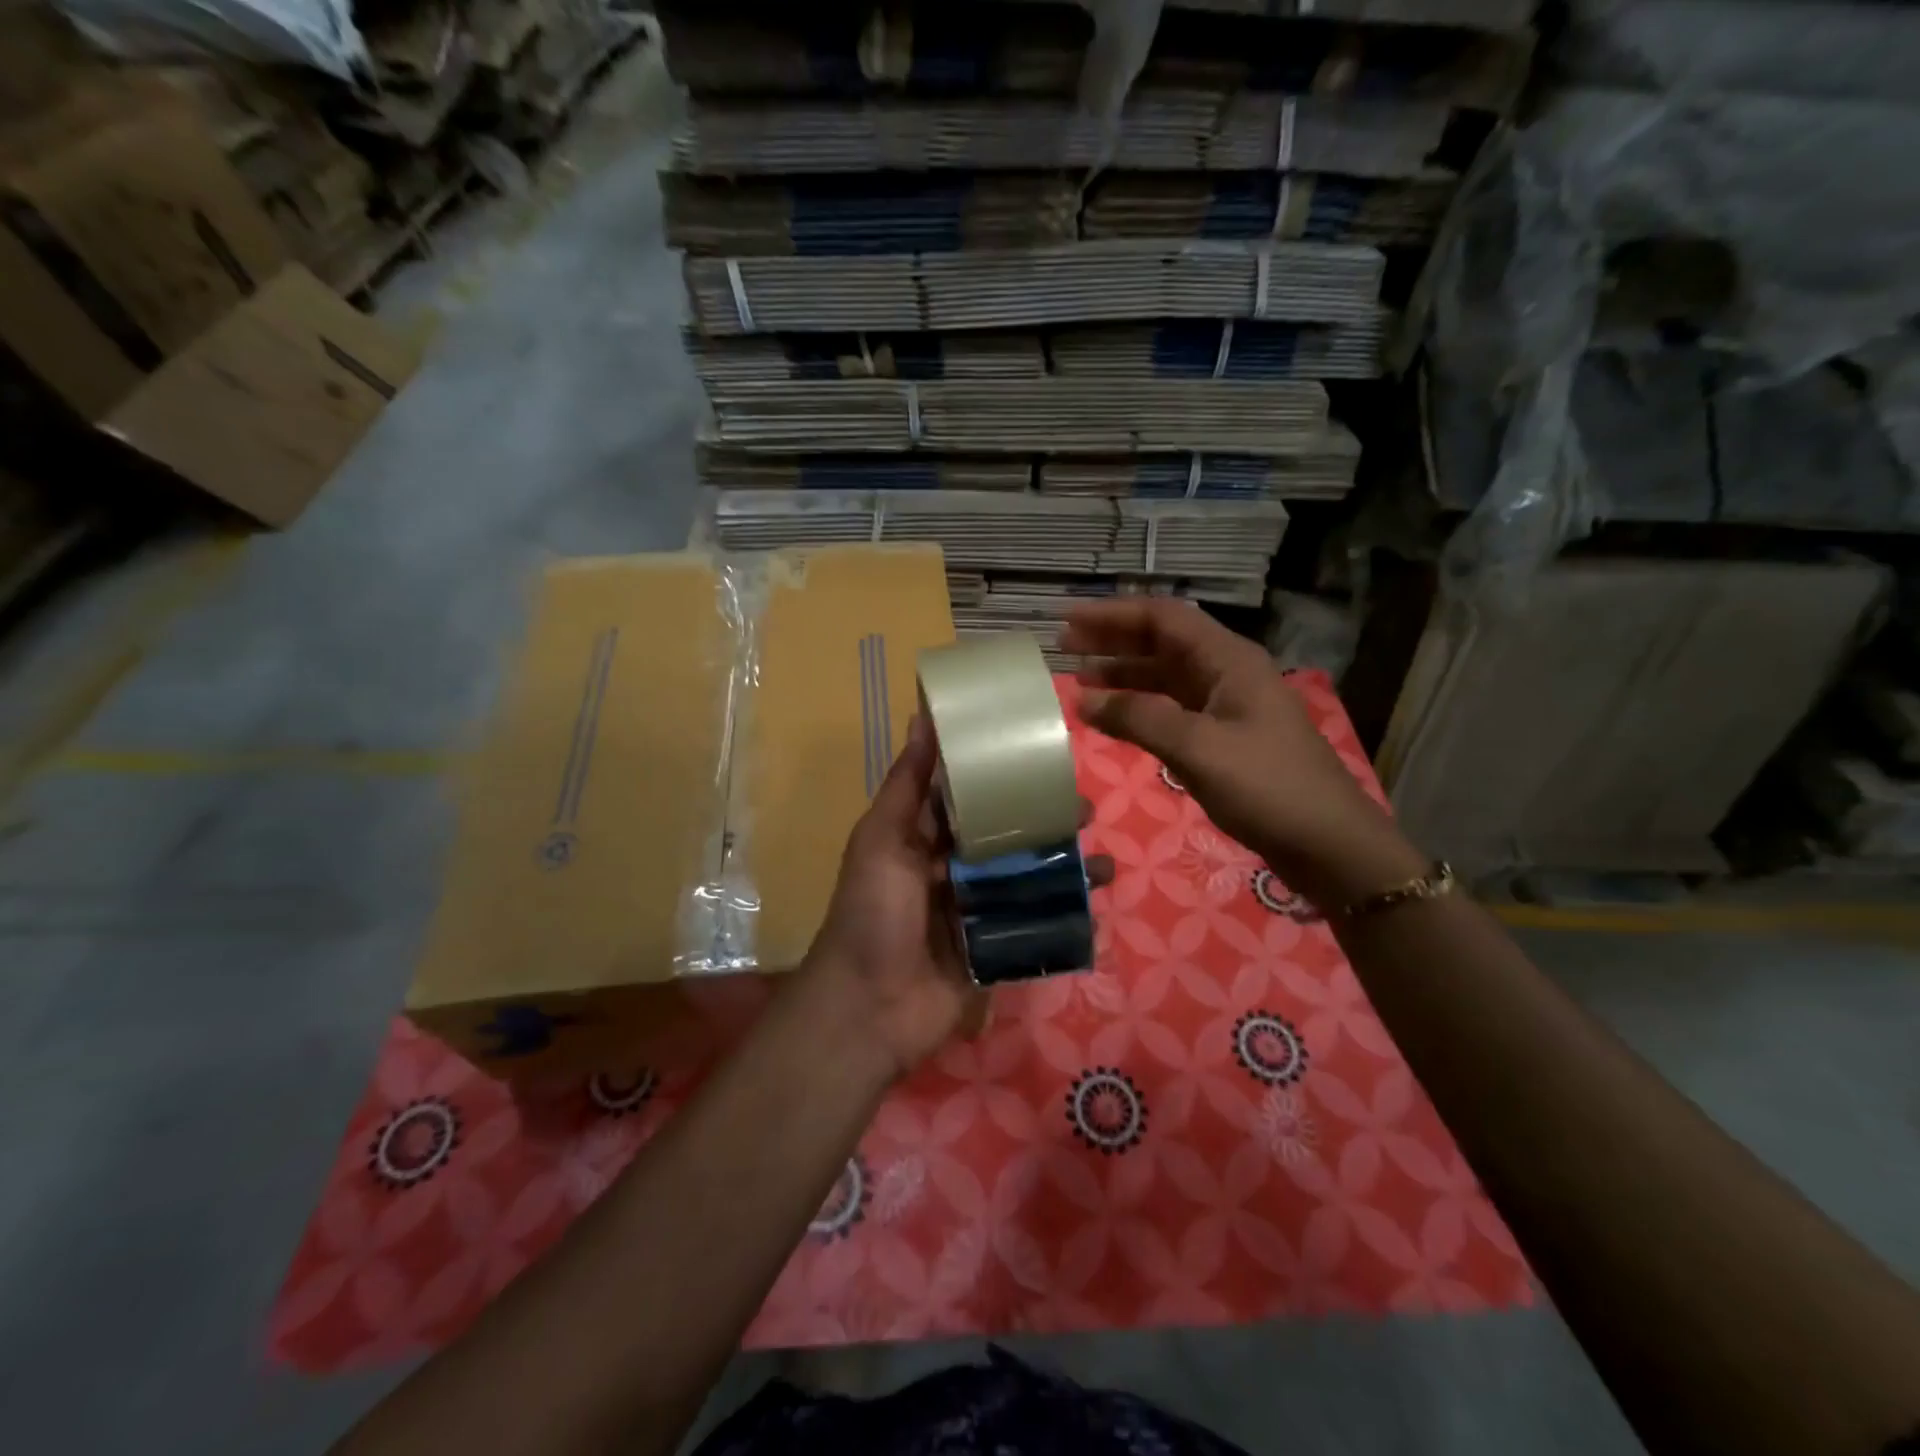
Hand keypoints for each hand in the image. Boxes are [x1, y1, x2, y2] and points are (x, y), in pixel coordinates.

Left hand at [806, 714, 1111, 1081]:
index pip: (970, 798)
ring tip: (1101, 860)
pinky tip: (1096, 902)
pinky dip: (1065, 912)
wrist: (870, 1007)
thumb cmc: (873, 912)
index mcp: (925, 839)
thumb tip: (921, 715)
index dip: (1003, 777)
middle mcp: (954, 869)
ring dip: (1064, 867)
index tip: (1041, 756)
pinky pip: (1036, 924)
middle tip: (1084, 809)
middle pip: (1008, 838)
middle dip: (1045, 823)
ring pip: (1028, 879)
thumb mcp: (882, 839)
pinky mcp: (997, 948)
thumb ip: (907, 783)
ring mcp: (978, 911)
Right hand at [1061, 598, 1425, 910]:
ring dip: (1124, 675)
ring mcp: (1227, 706)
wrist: (1328, 843)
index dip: (1113, 615)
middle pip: (1162, 643)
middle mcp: (1226, 673)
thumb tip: (1084, 700)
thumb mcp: (1198, 748)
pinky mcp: (1224, 737)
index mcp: (1228, 660)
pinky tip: (1114, 718)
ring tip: (1079, 682)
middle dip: (1113, 641)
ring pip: (1165, 677)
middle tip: (1064, 648)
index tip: (1067, 621)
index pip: (1162, 619)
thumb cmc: (1267, 787)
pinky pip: (1172, 710)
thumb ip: (1139, 718)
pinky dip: (1140, 709)